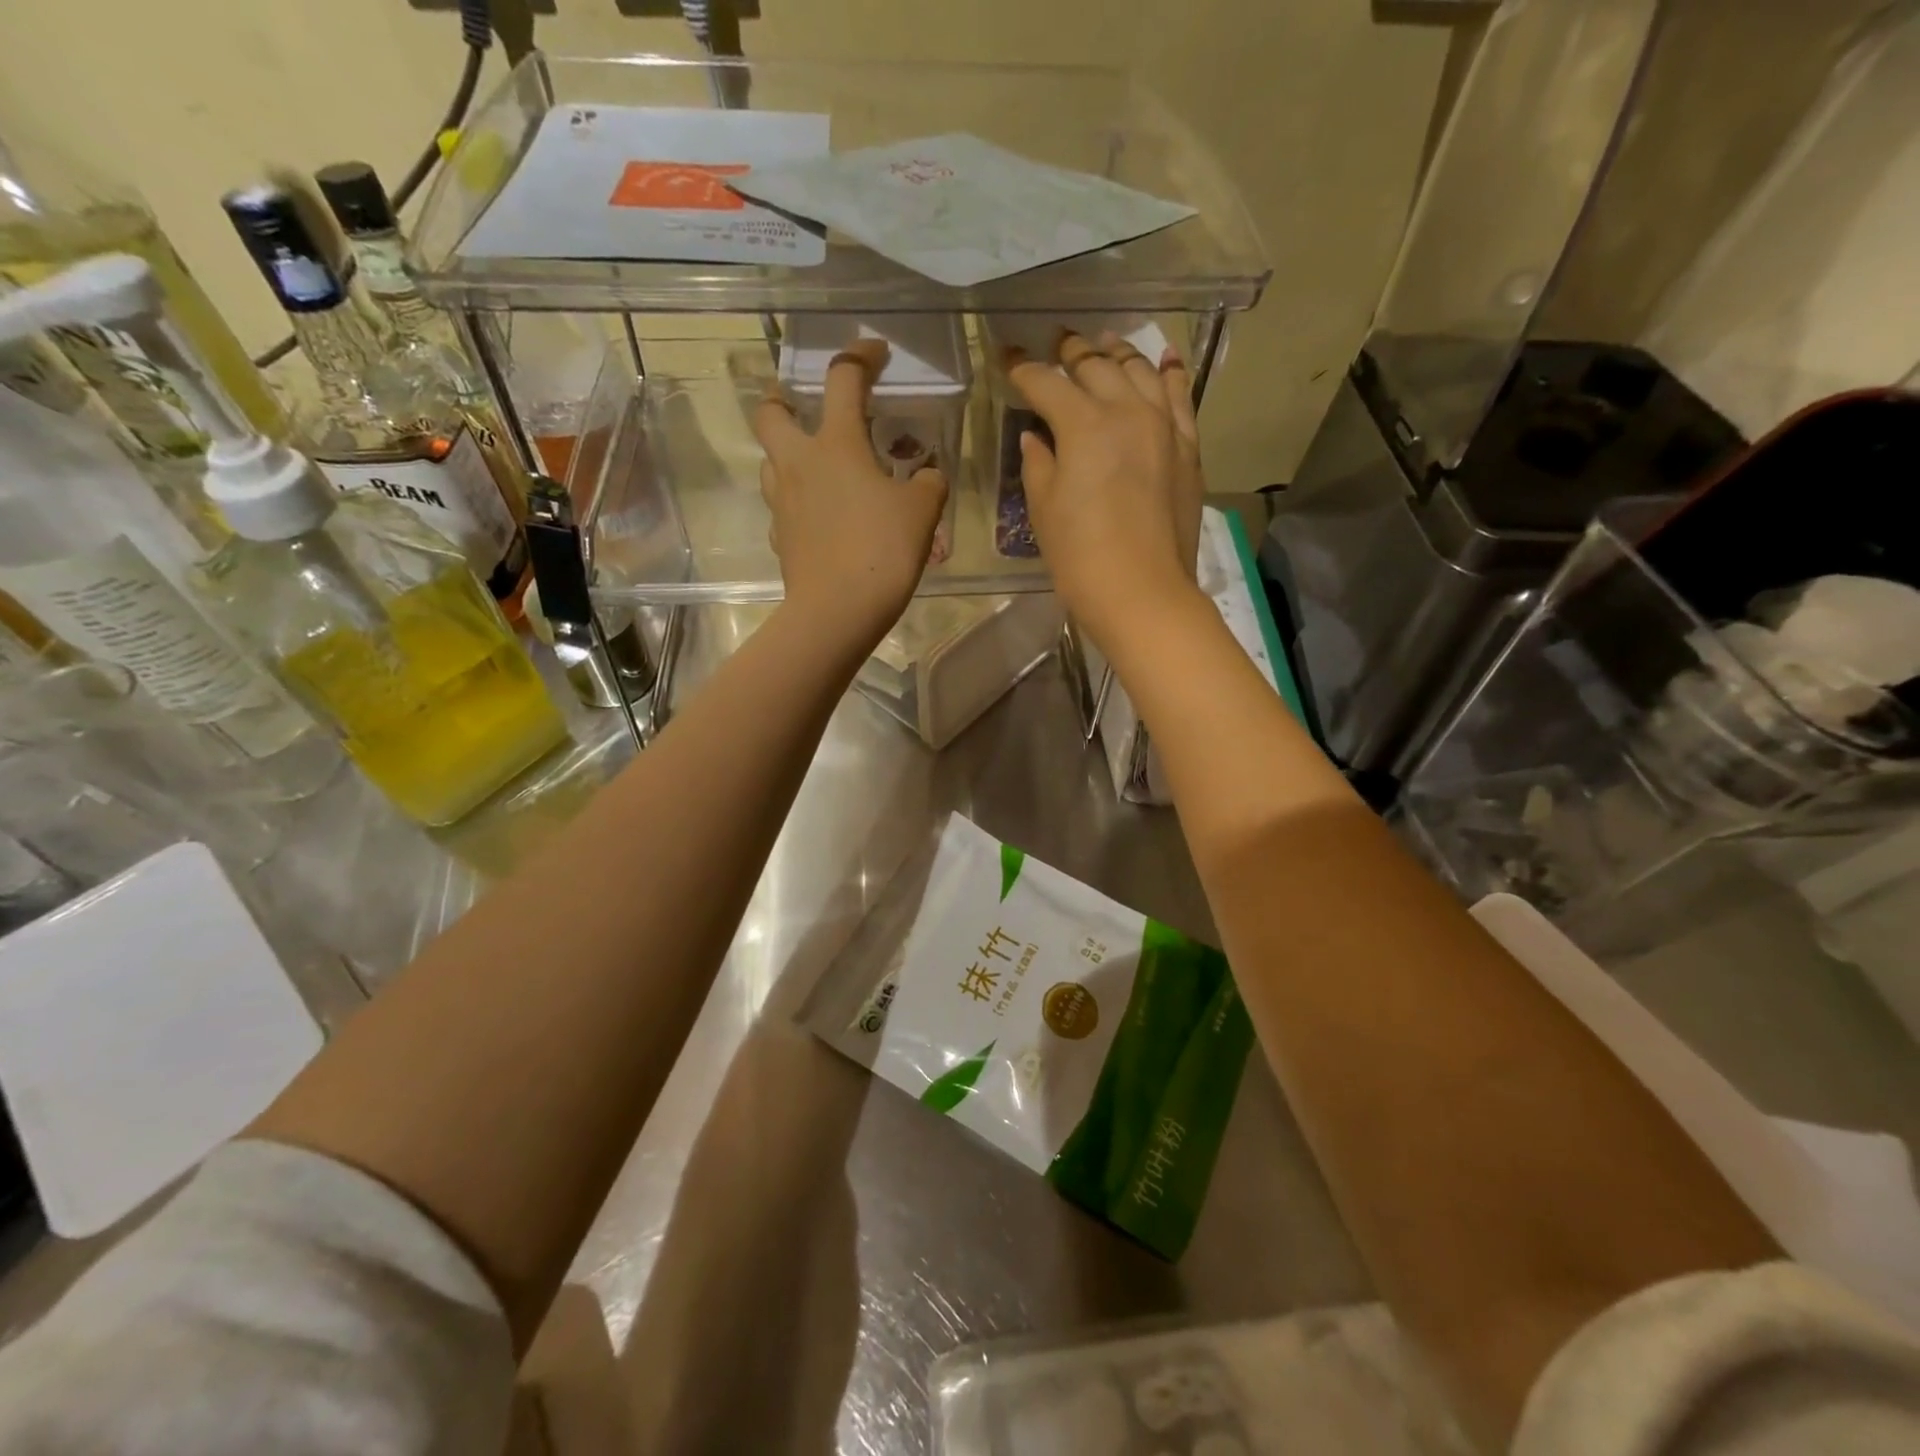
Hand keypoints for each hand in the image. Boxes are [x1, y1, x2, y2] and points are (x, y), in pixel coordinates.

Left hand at [753, 338, 947, 645]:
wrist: (838, 610)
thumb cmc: (882, 549)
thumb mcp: (923, 511)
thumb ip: (928, 482)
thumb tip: (927, 475)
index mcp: (837, 444)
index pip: (844, 379)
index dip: (860, 357)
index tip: (875, 353)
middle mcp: (799, 463)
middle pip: (771, 413)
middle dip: (783, 399)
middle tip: (804, 407)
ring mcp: (783, 502)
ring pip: (770, 461)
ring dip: (788, 453)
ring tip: (818, 467)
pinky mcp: (780, 537)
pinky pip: (782, 506)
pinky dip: (797, 501)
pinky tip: (819, 517)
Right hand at [1006, 332, 1206, 643]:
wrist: (1143, 592)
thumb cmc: (1080, 556)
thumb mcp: (1044, 510)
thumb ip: (1038, 463)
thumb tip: (1035, 436)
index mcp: (1083, 424)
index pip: (1046, 382)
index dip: (1022, 369)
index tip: (1006, 359)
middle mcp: (1126, 410)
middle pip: (1096, 366)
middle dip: (1071, 352)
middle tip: (1056, 345)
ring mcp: (1163, 426)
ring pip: (1140, 371)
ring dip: (1118, 353)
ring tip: (1104, 343)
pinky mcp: (1187, 447)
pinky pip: (1180, 396)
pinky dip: (1169, 373)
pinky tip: (1163, 359)